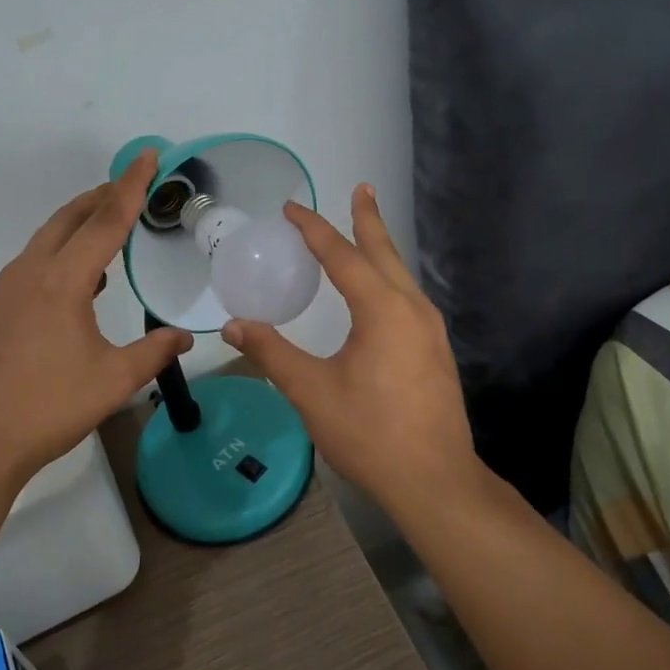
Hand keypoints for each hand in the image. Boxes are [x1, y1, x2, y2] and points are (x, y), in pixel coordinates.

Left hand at [0, 150, 192, 486]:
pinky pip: (36, 260)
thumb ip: (154, 352)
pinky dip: (63, 249)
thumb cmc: (48, 408)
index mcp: (62, 281)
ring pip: (49, 237)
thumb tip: (185, 337)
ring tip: (111, 221)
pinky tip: (83, 275)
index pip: (105, 221)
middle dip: (103, 195)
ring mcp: (9, 289)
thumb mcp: (114, 381)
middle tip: (134, 183)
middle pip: (70, 217)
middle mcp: (31, 272)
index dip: (131, 186)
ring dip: (80, 221)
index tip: (147, 155)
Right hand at [219, 184, 483, 517]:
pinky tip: (380, 290)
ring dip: (380, 248)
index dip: (315, 229)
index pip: (343, 255)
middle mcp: (412, 308)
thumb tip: (233, 326)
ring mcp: (430, 330)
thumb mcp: (312, 391)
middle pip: (384, 252)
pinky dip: (388, 277)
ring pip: (401, 275)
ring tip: (366, 230)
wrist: (435, 480)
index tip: (292, 209)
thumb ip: (272, 353)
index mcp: (382, 310)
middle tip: (361, 188)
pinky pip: (408, 296)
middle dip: (368, 219)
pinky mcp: (435, 350)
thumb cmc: (370, 433)